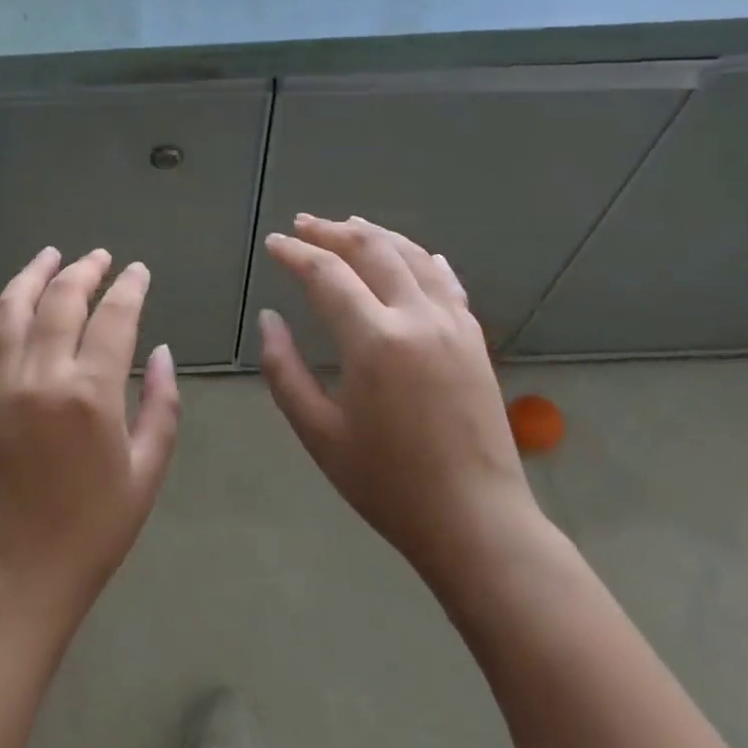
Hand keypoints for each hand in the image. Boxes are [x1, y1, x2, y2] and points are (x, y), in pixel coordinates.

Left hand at [0, 247, 180, 627]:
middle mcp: (40, 375)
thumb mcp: (145, 473)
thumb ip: (161, 406)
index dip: (129, 287)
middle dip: (83, 270)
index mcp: (90, 393)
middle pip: (61, 299)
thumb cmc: (92, 530)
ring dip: (32, 275)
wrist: (14, 576)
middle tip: (99, 257)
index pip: (114, 317)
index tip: (138, 270)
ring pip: (11, 308)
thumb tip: (163, 352)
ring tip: (50, 256)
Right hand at [258, 216, 541, 595]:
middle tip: (303, 225)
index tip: (274, 244)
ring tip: (348, 225)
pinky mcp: (474, 339)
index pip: (327, 274)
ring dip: (376, 235)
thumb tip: (269, 319)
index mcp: (374, 340)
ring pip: (412, 256)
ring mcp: (452, 325)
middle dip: (332, 232)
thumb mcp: (318, 432)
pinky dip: (422, 258)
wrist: (477, 522)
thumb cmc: (387, 483)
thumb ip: (284, 369)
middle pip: (372, 249)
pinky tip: (413, 253)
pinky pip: (446, 281)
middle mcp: (416, 318)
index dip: (296, 254)